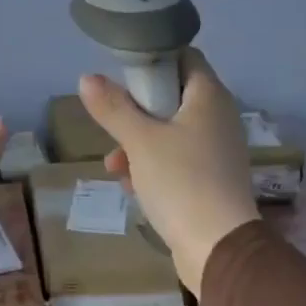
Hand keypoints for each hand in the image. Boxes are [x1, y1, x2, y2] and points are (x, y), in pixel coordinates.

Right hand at [78, 48, 259, 295]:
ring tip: (115, 168)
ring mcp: (217, 151)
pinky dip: (153, 168)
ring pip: (169, 133)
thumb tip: (87, 78)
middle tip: (112, 125)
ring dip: (138, 146)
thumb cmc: (181, 182)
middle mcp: (219, 118)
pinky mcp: (211, 180)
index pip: (184, 57)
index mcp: (209, 97)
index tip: (122, 75)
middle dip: (136, 112)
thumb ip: (113, 108)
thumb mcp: (140, 142)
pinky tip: (133, 188)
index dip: (152, 60)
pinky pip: (177, 162)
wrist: (217, 248)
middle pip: (171, 98)